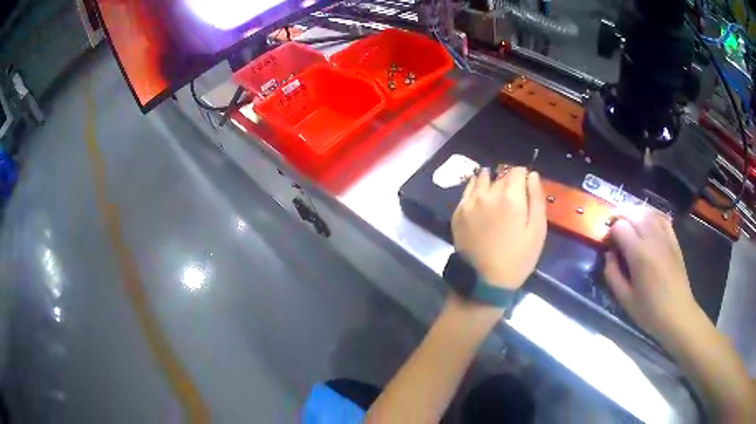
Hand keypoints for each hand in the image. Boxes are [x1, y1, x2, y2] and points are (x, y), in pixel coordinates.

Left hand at [451, 167, 547, 290]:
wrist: (484, 281)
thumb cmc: (517, 258)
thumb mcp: (537, 230)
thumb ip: (536, 198)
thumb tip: (531, 174)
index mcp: (510, 196)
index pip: (518, 171)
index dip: (524, 177)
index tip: (526, 189)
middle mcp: (487, 193)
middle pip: (500, 175)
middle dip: (509, 181)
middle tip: (514, 200)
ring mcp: (469, 202)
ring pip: (482, 178)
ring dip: (491, 182)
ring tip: (496, 197)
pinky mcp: (457, 211)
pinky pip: (468, 190)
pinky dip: (476, 190)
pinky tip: (482, 201)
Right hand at [604, 211, 700, 342]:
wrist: (677, 314)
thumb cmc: (649, 311)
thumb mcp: (624, 299)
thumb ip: (612, 274)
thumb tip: (609, 254)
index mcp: (639, 254)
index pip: (620, 227)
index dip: (610, 232)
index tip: (607, 244)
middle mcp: (652, 239)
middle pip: (633, 213)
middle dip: (619, 216)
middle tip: (612, 229)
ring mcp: (665, 237)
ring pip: (647, 211)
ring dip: (634, 212)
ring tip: (627, 223)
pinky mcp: (673, 239)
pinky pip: (661, 217)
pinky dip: (650, 214)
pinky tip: (646, 221)